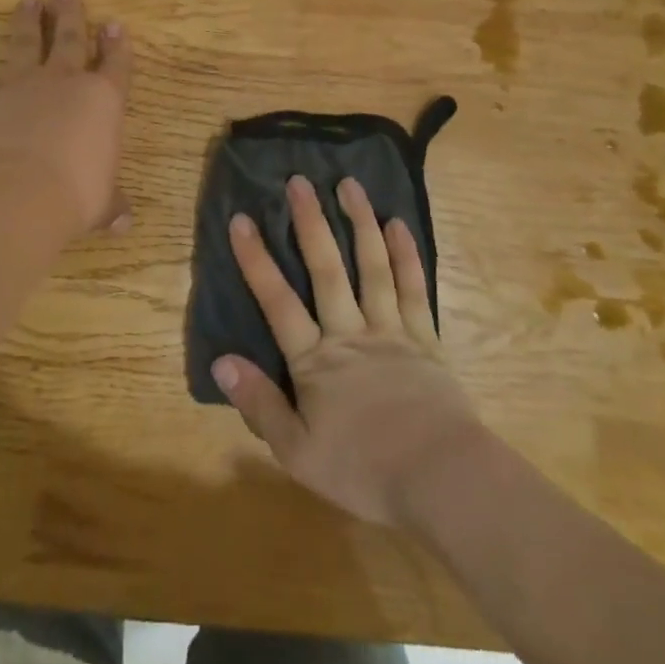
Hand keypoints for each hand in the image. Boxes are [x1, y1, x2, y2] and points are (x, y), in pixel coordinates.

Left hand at [0, 0, 132, 237]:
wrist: (16, 194)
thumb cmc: (75, 195)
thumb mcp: (101, 204)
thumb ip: (111, 205)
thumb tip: (124, 223)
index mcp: (102, 100)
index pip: (116, 64)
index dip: (117, 45)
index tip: (115, 24)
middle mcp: (63, 83)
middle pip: (70, 38)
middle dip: (70, 13)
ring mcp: (23, 88)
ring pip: (25, 45)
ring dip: (27, 23)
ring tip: (28, 1)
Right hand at [214, 174, 482, 526]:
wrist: (444, 482)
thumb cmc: (365, 470)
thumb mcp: (298, 452)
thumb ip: (259, 404)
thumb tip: (220, 361)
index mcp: (316, 361)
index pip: (278, 302)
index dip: (257, 260)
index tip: (241, 219)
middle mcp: (350, 333)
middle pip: (326, 269)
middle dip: (310, 223)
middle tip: (298, 180)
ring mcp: (390, 331)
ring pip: (372, 267)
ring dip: (359, 223)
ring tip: (349, 184)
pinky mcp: (425, 340)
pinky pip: (413, 289)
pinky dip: (406, 255)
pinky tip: (398, 224)